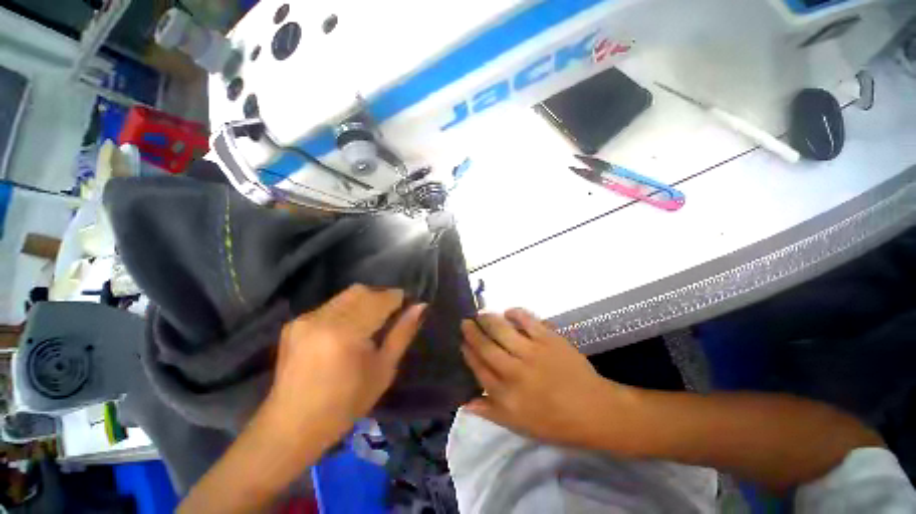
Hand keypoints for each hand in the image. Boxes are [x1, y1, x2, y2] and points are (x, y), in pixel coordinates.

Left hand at [266, 284, 425, 445]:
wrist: (292, 427)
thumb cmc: (346, 404)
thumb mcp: (383, 370)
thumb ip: (402, 333)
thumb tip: (421, 307)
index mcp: (347, 333)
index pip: (380, 299)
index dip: (398, 298)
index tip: (408, 305)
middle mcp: (323, 318)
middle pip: (362, 291)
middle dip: (382, 297)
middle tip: (391, 315)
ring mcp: (305, 319)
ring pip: (346, 295)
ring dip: (365, 301)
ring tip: (371, 321)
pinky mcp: (294, 323)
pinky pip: (331, 305)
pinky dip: (347, 309)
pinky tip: (348, 330)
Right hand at [461, 309, 632, 446]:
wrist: (594, 411)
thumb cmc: (555, 422)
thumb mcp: (519, 425)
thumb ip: (490, 412)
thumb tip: (464, 402)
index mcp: (506, 394)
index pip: (479, 368)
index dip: (468, 353)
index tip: (462, 343)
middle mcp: (514, 371)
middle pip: (486, 347)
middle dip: (472, 332)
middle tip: (465, 322)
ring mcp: (532, 352)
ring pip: (502, 330)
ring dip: (487, 319)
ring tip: (480, 313)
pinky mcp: (548, 338)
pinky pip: (527, 320)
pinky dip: (515, 312)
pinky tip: (508, 311)